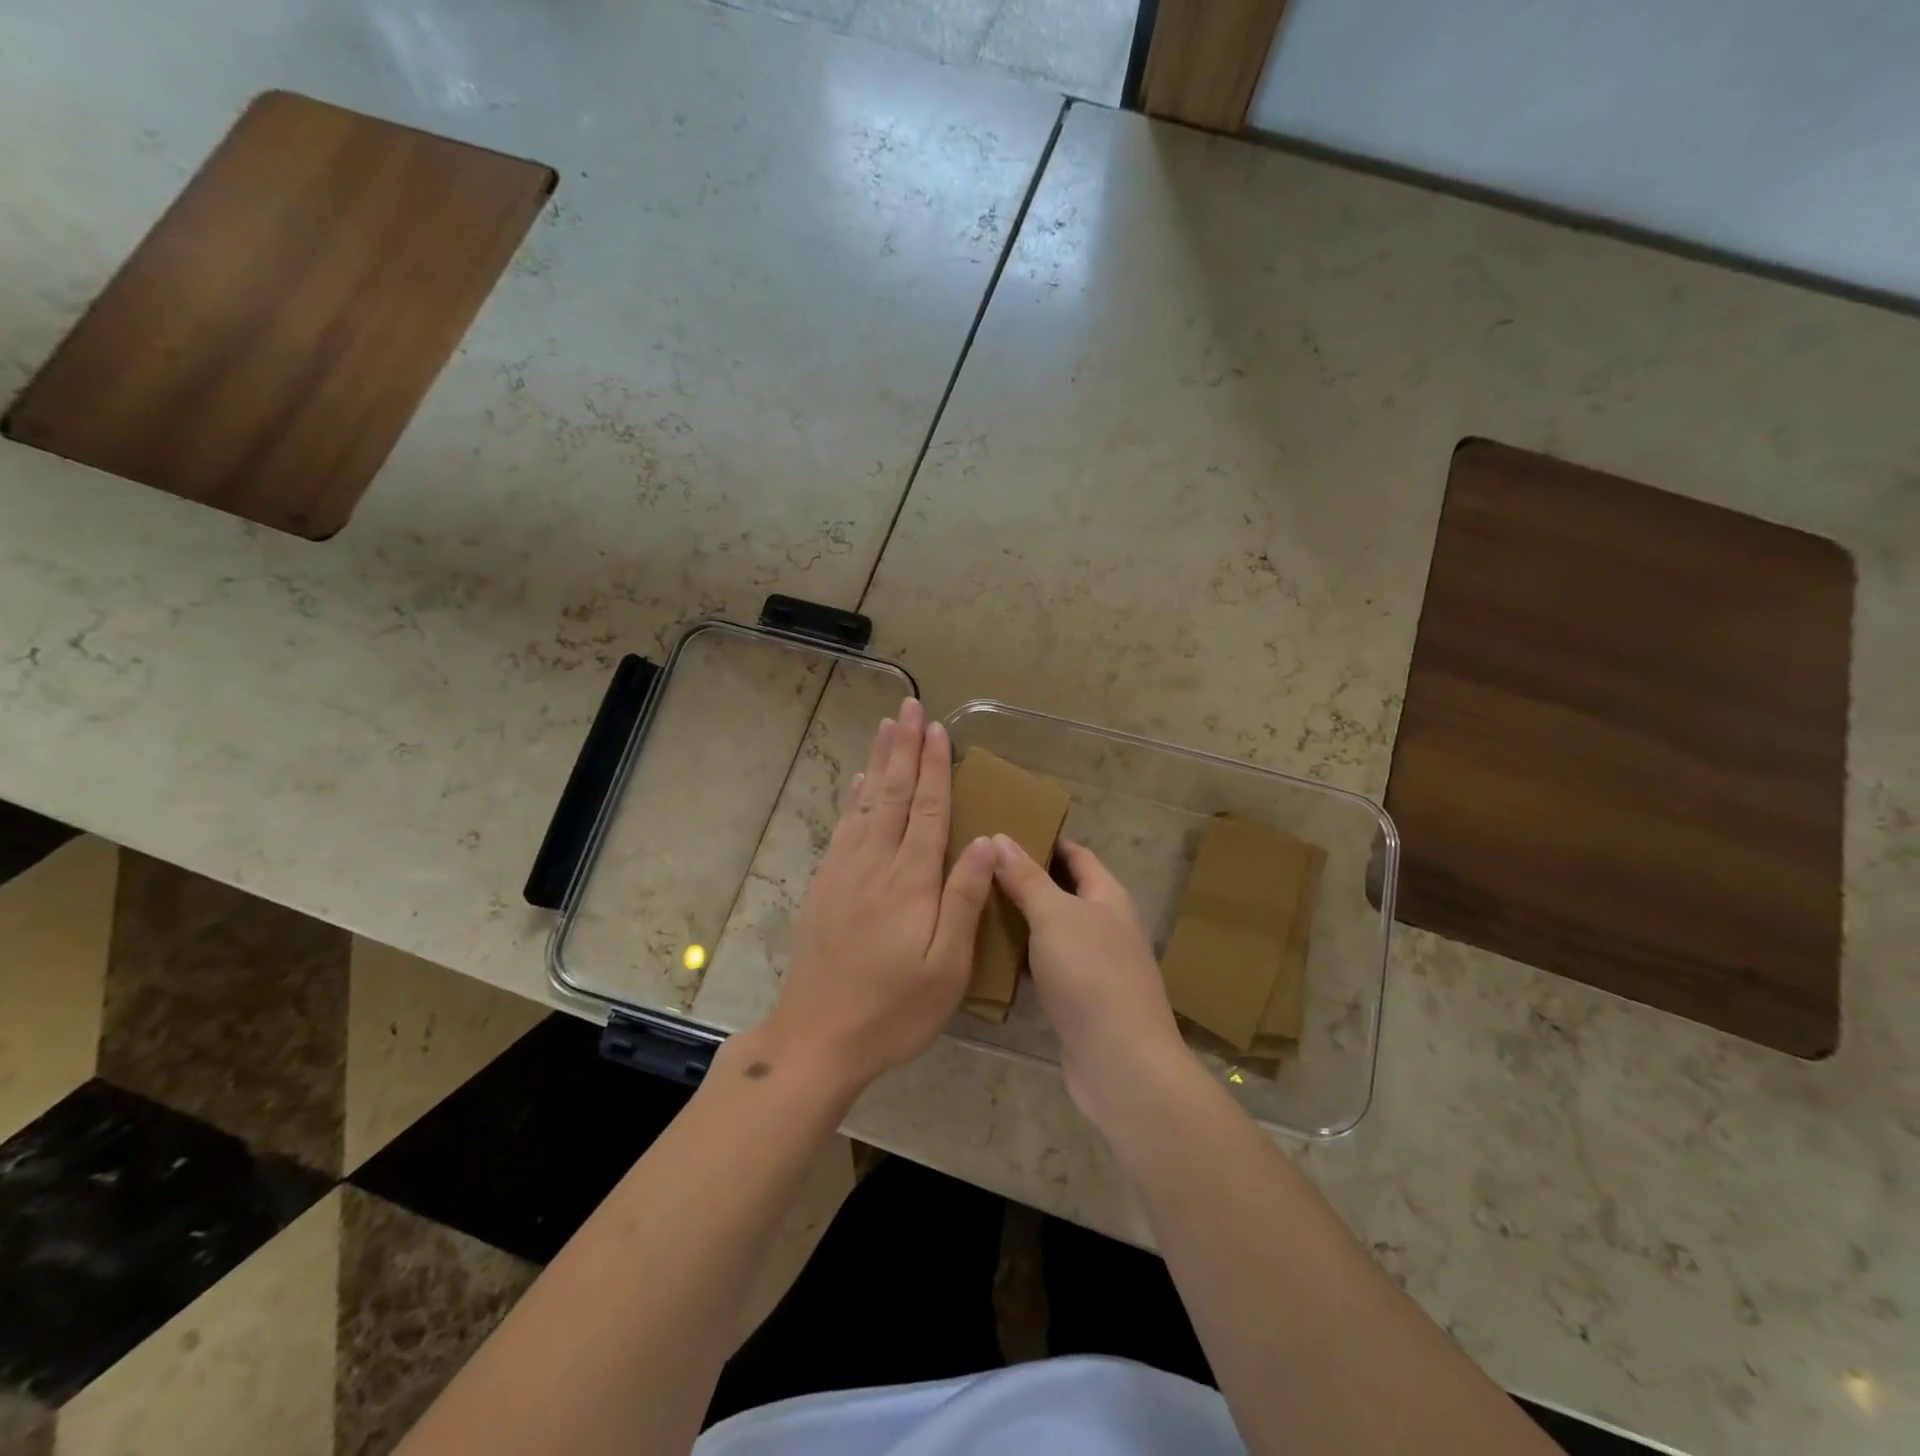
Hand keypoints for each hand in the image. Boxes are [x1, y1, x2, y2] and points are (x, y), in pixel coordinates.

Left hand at [768, 698, 996, 1093]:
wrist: (816, 1038)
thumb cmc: (894, 1009)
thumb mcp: (946, 966)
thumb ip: (964, 899)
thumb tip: (984, 841)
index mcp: (910, 881)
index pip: (927, 809)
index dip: (934, 767)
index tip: (937, 729)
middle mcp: (875, 864)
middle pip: (892, 793)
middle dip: (903, 748)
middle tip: (909, 706)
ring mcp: (844, 872)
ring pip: (865, 803)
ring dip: (877, 762)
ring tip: (885, 727)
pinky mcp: (824, 887)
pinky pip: (841, 828)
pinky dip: (852, 799)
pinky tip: (856, 783)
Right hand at [990, 836, 1189, 1122]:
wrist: (1120, 1062)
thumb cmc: (1091, 975)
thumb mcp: (1055, 915)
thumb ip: (1027, 877)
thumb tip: (1000, 837)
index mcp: (1107, 896)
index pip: (1075, 854)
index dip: (1043, 839)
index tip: (1001, 831)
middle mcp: (1105, 924)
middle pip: (1062, 890)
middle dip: (1024, 878)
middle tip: (976, 867)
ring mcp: (1093, 964)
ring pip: (1051, 929)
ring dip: (1019, 918)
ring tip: (973, 904)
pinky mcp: (1079, 998)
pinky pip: (1046, 965)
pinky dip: (1022, 956)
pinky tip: (988, 955)